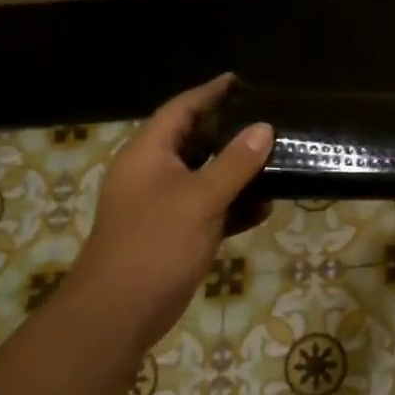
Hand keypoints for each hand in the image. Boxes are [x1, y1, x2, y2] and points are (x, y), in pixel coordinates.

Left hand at [65, 76, 272, 352]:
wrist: (118, 313)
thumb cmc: (155, 244)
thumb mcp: (200, 198)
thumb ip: (234, 163)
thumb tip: (264, 127)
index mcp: (148, 154)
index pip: (181, 109)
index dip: (210, 92)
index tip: (240, 81)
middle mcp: (153, 173)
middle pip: (194, 140)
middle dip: (230, 131)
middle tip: (267, 119)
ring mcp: (162, 205)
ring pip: (205, 176)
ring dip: (236, 171)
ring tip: (276, 159)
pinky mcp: (174, 233)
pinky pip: (209, 208)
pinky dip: (233, 206)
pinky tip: (264, 208)